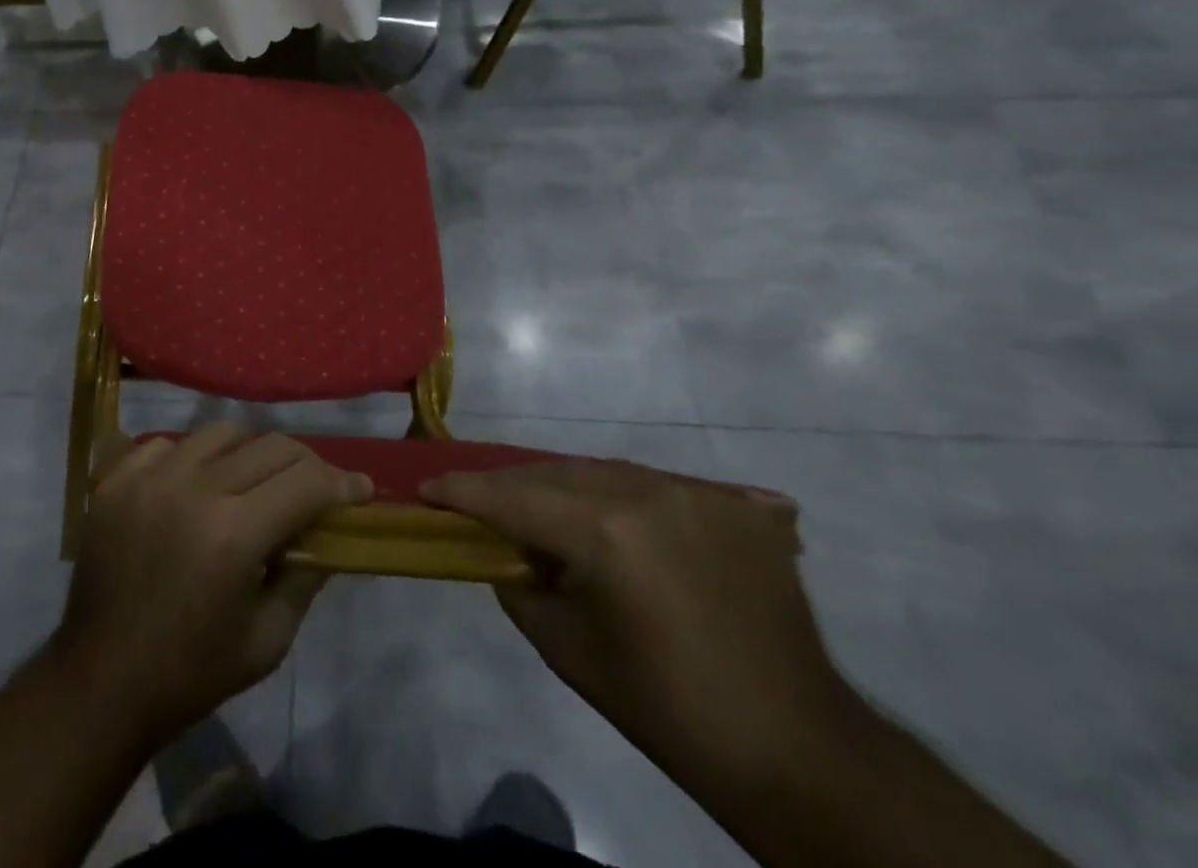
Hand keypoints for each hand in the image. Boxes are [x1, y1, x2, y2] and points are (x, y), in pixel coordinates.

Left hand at [51, 424, 371, 748]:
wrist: (100, 681)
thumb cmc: (191, 672)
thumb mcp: (267, 640)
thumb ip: (305, 577)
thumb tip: (330, 532)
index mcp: (234, 534)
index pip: (306, 481)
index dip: (341, 483)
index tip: (359, 490)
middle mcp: (194, 488)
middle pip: (271, 446)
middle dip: (305, 464)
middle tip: (314, 488)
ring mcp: (150, 476)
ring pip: (222, 432)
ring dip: (250, 453)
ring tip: (252, 482)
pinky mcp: (118, 477)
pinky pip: (170, 443)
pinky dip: (193, 459)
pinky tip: (195, 488)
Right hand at [421, 457, 862, 790]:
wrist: (794, 750)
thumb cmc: (665, 708)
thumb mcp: (567, 649)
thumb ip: (519, 584)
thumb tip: (502, 549)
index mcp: (603, 531)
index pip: (512, 497)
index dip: (463, 491)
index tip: (427, 488)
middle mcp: (647, 492)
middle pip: (556, 473)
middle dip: (512, 486)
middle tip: (479, 500)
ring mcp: (697, 492)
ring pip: (605, 471)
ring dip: (567, 486)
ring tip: (545, 509)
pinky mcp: (736, 504)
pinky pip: (658, 484)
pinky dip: (624, 496)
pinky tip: (615, 519)